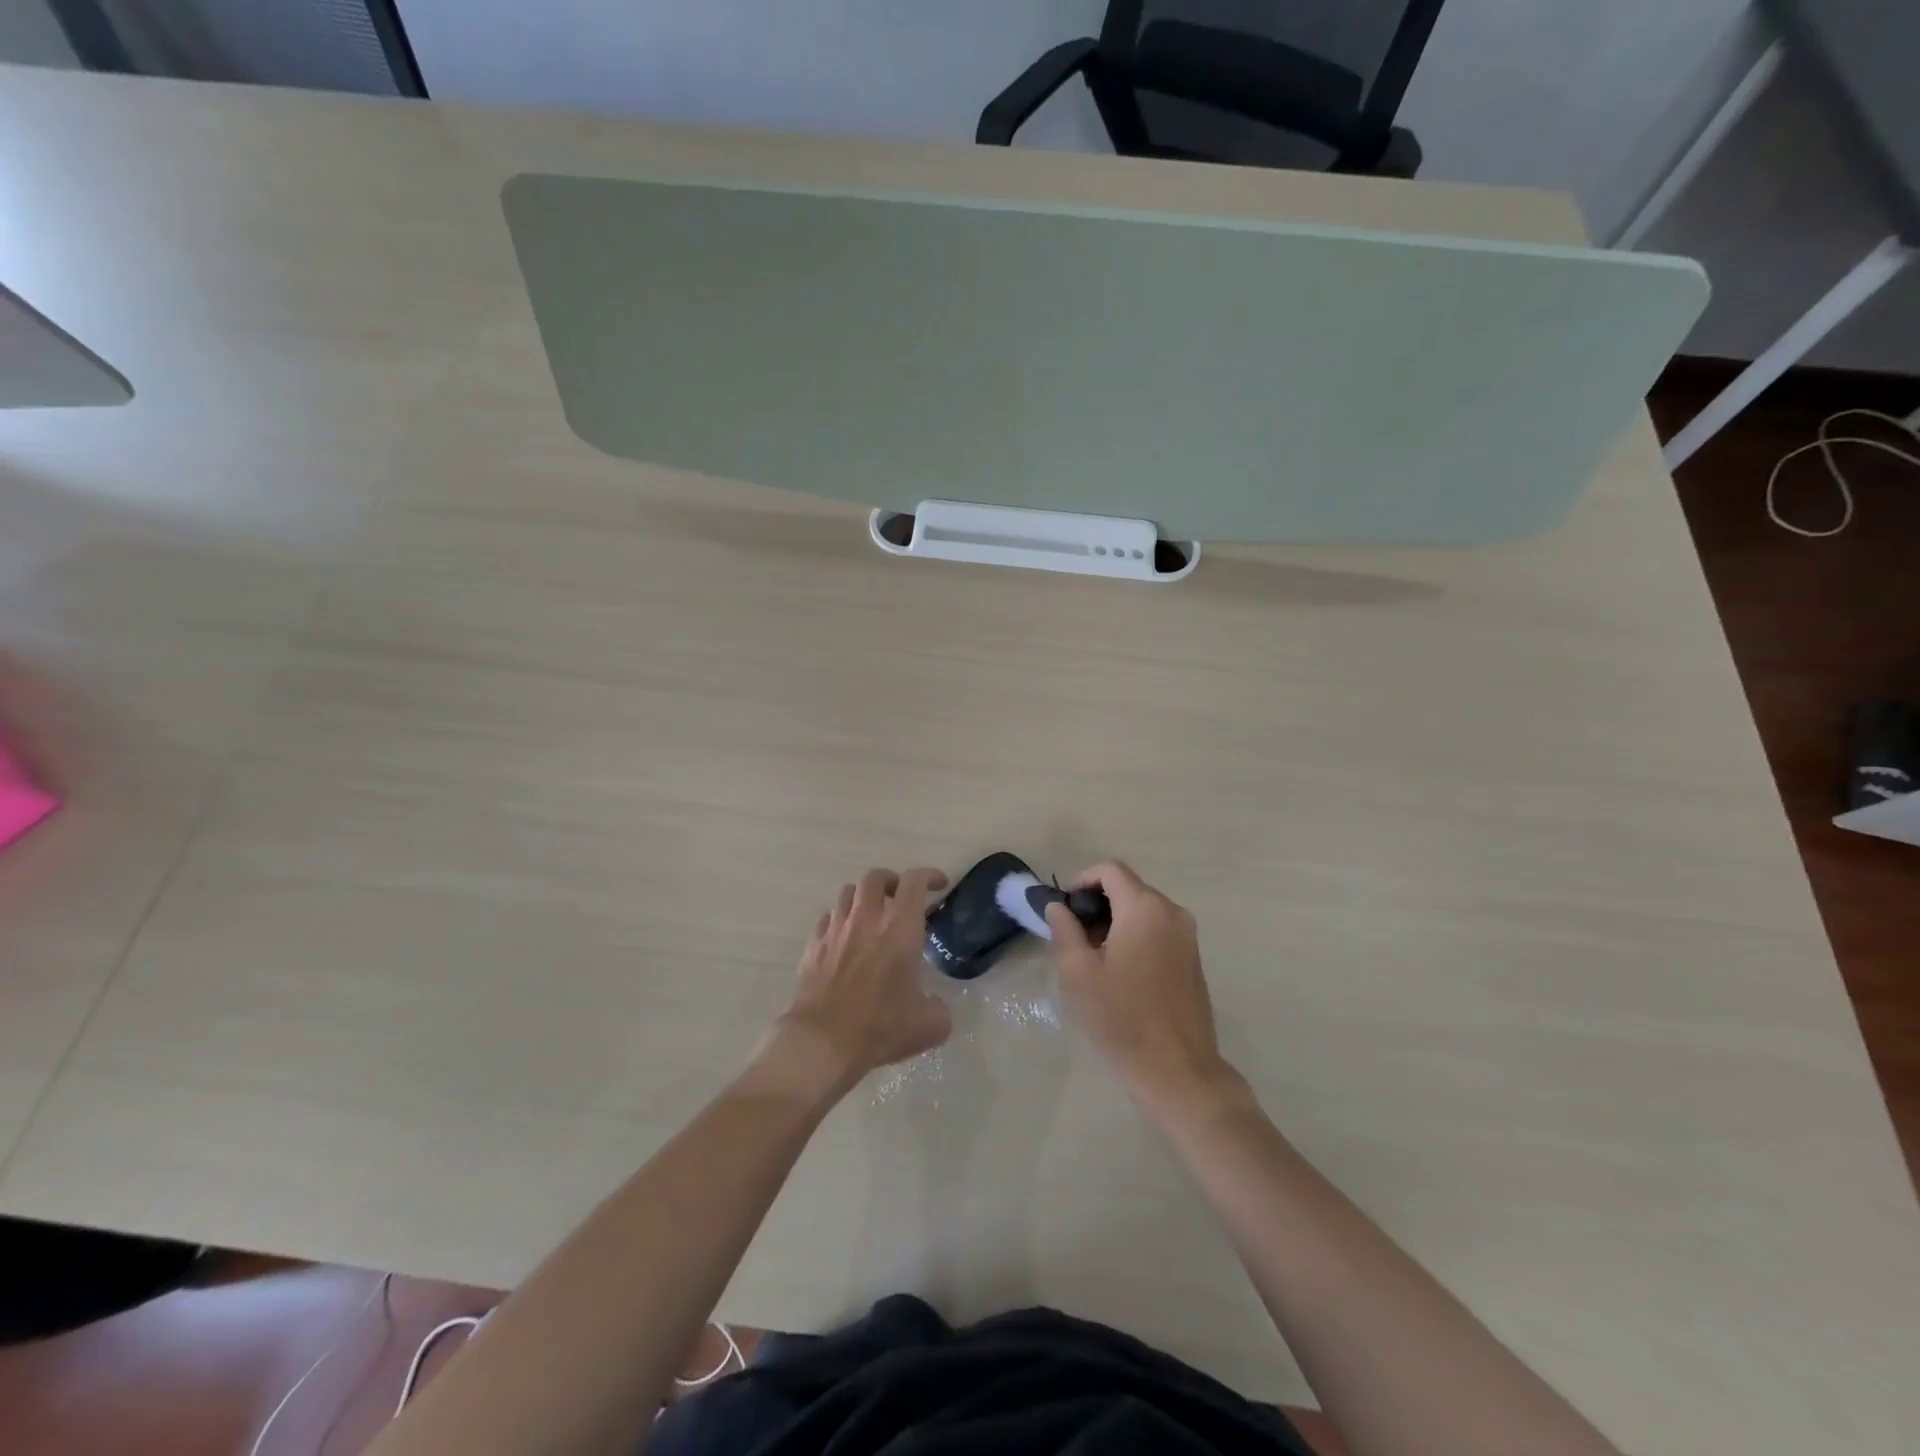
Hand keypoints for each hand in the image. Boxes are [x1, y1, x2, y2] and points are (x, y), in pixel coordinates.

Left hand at [776, 867, 952, 1093]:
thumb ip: (939, 1010)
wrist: (822, 1042)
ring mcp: (836, 930)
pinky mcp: (813, 946)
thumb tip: (935, 1006)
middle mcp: (867, 919)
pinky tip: (844, 938)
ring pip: (847, 893)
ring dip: (863, 897)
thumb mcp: (929, 1026)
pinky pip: (827, 919)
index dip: (929, 876)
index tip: (938, 884)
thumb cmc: (880, 1027)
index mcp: (900, 929)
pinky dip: (839, 920)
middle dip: (891, 880)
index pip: (914, 882)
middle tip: (900, 897)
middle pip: (875, 877)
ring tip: (871, 915)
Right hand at [1046, 861, 1235, 1112]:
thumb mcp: (1078, 972)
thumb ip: (1064, 928)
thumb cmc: (1121, 1017)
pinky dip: (1135, 936)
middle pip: (1127, 888)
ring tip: (1092, 957)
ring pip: (1143, 910)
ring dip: (1115, 921)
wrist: (1177, 1069)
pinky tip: (1120, 971)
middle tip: (1072, 937)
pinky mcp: (1193, 958)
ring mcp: (1187, 935)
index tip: (1063, 908)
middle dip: (1096, 904)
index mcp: (1144, 908)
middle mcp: (1172, 912)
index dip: (1081, 881)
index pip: (1109, 870)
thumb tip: (1058, 906)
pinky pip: (1158, 930)